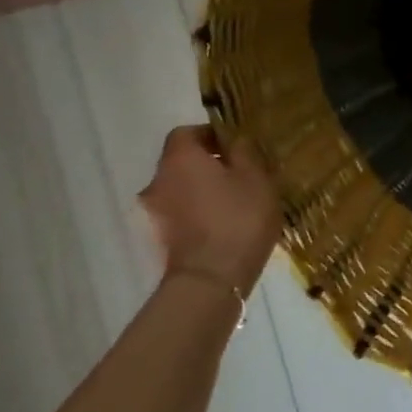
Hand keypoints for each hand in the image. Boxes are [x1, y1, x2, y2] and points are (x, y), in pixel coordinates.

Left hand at [139, 125, 282, 295]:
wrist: (211, 279)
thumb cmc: (238, 218)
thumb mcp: (255, 177)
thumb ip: (244, 152)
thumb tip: (235, 140)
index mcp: (180, 158)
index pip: (185, 132)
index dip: (210, 134)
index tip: (235, 145)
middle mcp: (159, 180)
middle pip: (181, 161)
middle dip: (208, 162)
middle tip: (241, 172)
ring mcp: (156, 211)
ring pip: (181, 187)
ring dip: (203, 188)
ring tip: (235, 199)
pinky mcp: (162, 237)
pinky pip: (182, 211)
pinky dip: (199, 210)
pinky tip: (225, 221)